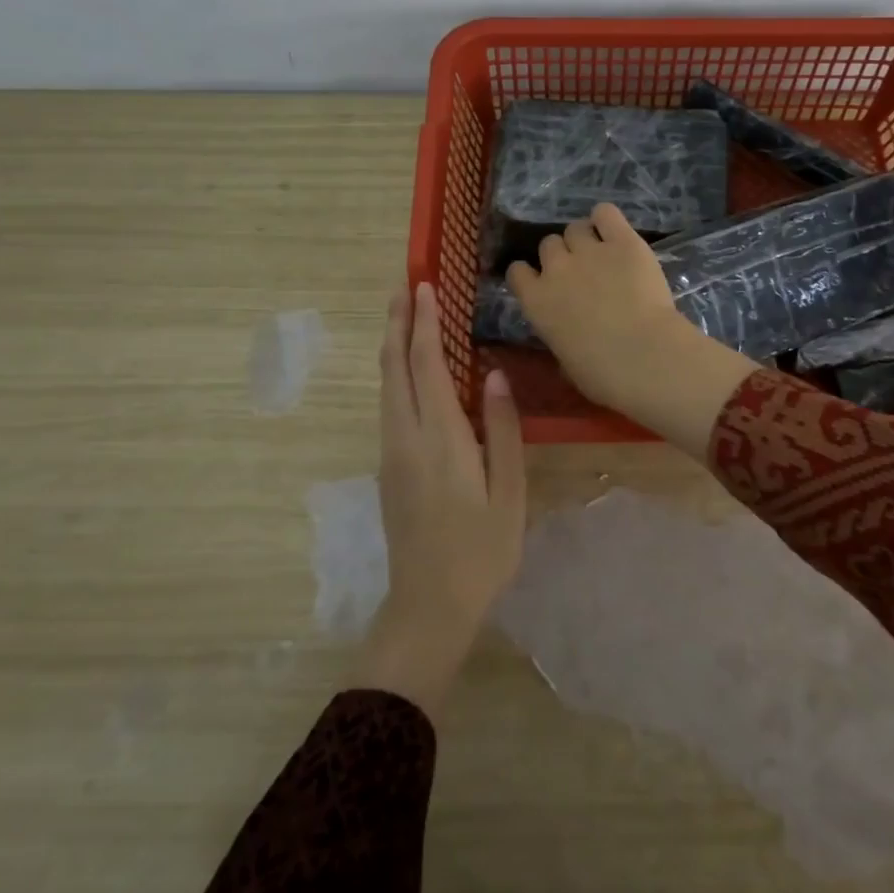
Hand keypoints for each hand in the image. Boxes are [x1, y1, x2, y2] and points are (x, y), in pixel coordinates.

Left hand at [349, 283, 525, 715]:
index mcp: (440, 439)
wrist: (429, 607)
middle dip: (397, 323)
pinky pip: (389, 404)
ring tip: (403, 315)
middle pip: (393, 367)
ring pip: (386, 385)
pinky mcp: (388, 467)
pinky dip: (396, 372)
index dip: (424, 323)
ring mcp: (391, 453)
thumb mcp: (508, 492)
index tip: (424, 286)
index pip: (427, 366)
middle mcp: (406, 437)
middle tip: (404, 285)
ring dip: (393, 345)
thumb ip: (501, 430)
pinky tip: (410, 368)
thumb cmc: (481, 551)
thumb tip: (491, 374)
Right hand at [507, 204, 756, 455]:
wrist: (645, 357)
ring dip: (585, 238)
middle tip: (582, 272)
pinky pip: (606, 213)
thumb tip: (565, 335)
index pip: (517, 271)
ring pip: (576, 227)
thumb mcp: (566, 362)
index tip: (544, 283)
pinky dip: (607, 219)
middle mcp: (556, 269)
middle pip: (548, 244)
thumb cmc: (603, 375)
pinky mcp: (623, 241)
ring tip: (602, 252)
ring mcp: (589, 251)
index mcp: (536, 302)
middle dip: (562, 255)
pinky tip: (615, 232)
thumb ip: (559, 337)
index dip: (531, 274)